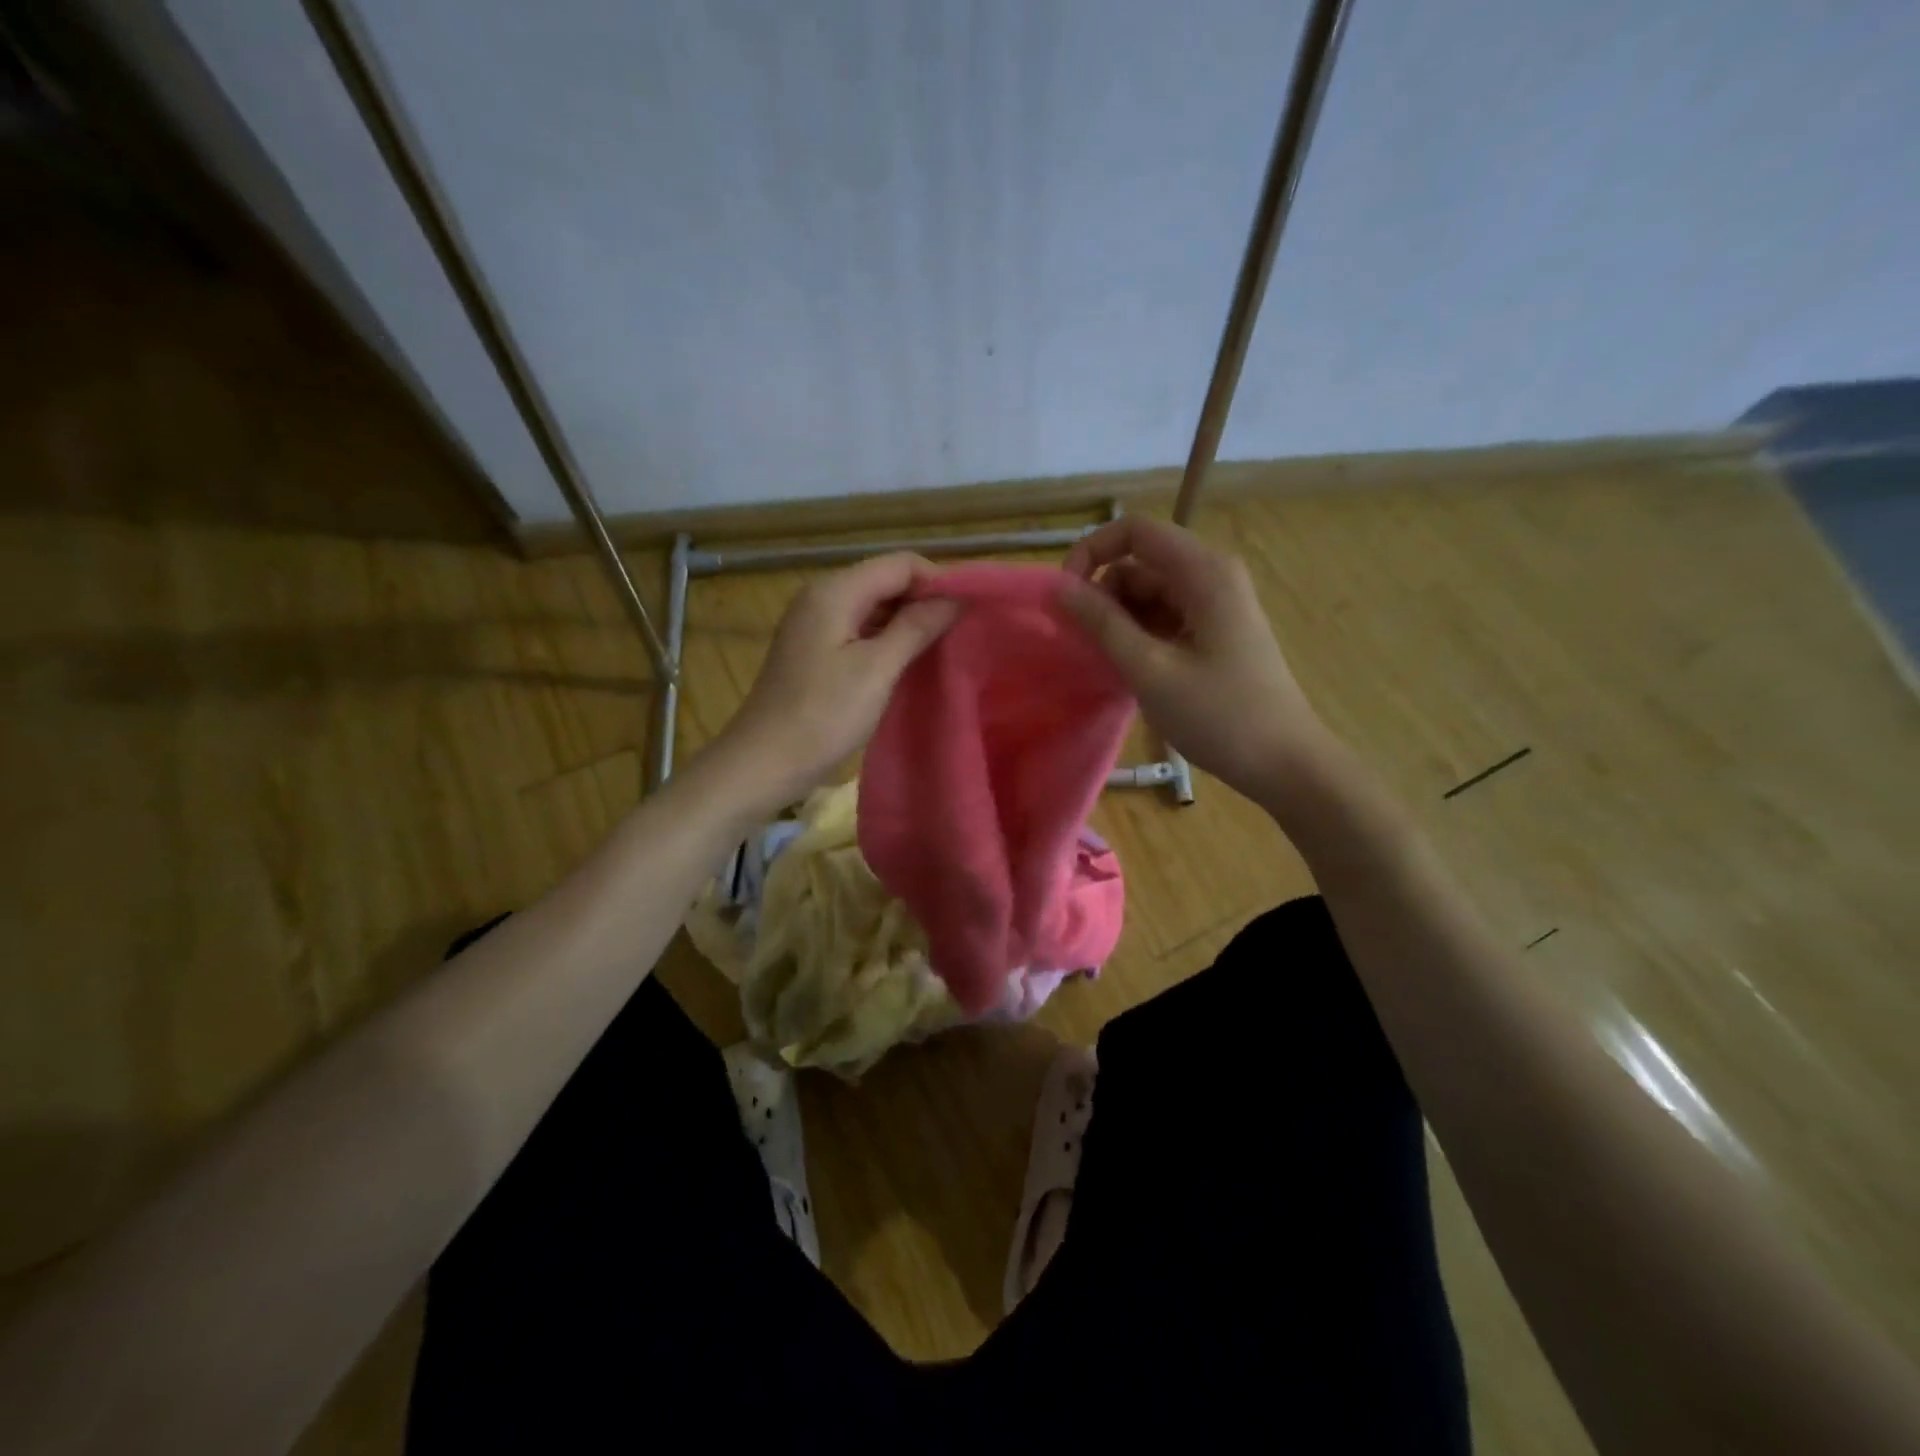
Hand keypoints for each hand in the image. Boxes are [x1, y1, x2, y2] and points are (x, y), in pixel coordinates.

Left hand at [716, 553, 959, 809]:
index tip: (968, 613)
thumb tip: (954, 598)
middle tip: (959, 633)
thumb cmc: (823, 716)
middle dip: (925, 600)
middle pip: (886, 580)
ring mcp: (814, 623)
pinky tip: (907, 662)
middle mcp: (822, 596)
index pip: (901, 564)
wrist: (764, 762)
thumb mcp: (877, 669)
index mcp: (835, 591)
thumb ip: (916, 627)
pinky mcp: (814, 649)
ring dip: (907, 621)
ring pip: (874, 606)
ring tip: (941, 648)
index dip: (938, 581)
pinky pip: (859, 628)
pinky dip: (886, 638)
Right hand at [1061, 515, 1334, 806]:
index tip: (1065, 596)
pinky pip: (1164, 615)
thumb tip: (1060, 587)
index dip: (1091, 552)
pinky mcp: (1214, 630)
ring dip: (1119, 618)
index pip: (1134, 531)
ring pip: (1149, 592)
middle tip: (1082, 642)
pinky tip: (1129, 667)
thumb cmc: (1218, 715)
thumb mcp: (1149, 670)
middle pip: (1140, 562)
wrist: (1283, 762)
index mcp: (1204, 572)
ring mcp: (1215, 604)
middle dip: (1103, 593)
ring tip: (1106, 661)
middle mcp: (1211, 575)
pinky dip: (1139, 633)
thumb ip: (1102, 623)